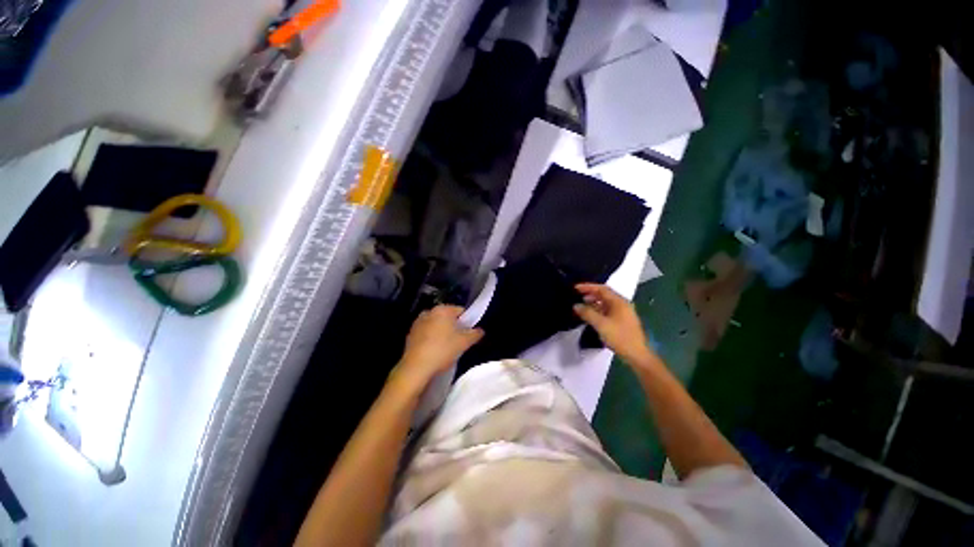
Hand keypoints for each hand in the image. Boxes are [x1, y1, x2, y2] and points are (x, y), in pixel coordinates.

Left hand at [392, 305, 483, 390]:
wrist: (416, 368)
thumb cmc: (443, 350)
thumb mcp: (464, 342)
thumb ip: (475, 334)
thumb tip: (480, 330)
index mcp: (442, 309)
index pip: (460, 310)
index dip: (467, 321)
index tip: (469, 333)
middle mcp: (429, 312)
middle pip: (447, 317)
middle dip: (454, 327)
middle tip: (459, 341)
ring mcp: (418, 323)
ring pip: (436, 325)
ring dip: (442, 333)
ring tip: (447, 348)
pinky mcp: (410, 334)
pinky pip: (426, 333)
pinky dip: (432, 339)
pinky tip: (434, 351)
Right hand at [573, 284, 655, 366]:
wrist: (636, 355)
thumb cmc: (619, 337)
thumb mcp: (601, 324)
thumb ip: (587, 313)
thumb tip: (576, 305)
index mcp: (619, 302)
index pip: (602, 289)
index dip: (588, 287)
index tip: (575, 288)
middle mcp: (622, 304)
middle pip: (604, 294)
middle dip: (590, 293)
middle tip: (577, 295)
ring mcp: (623, 313)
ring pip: (606, 303)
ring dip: (593, 302)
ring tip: (581, 304)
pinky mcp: (622, 321)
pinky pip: (607, 311)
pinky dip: (598, 310)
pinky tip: (590, 315)